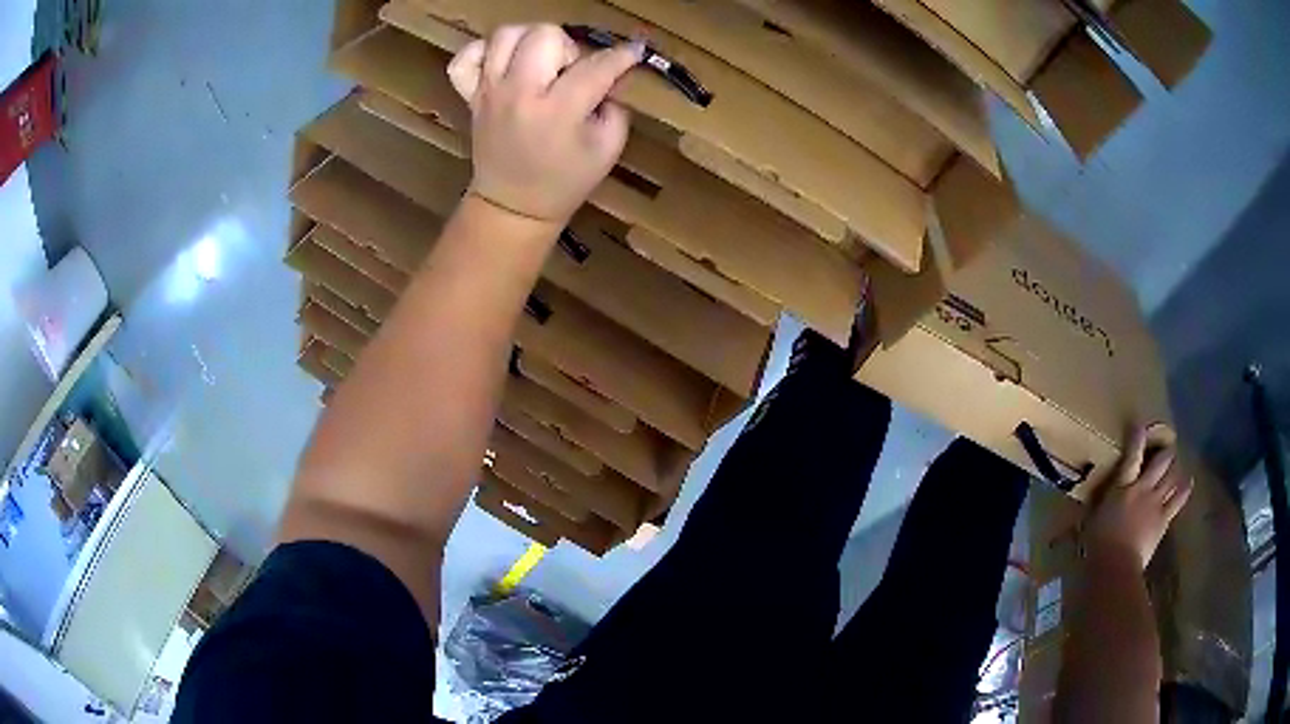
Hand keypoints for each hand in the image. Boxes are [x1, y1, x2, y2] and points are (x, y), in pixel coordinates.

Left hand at [447, 24, 642, 224]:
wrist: (512, 205)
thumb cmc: (565, 180)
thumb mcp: (607, 148)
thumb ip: (616, 105)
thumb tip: (613, 73)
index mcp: (558, 110)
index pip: (595, 66)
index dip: (621, 56)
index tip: (634, 51)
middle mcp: (519, 93)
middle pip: (544, 34)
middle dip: (566, 46)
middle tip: (568, 72)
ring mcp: (489, 92)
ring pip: (505, 35)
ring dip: (529, 41)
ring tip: (538, 63)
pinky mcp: (470, 95)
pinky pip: (465, 58)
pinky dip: (483, 52)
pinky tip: (501, 64)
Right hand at [1083, 425, 1193, 569]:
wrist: (1116, 565)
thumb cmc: (1098, 544)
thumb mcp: (1095, 520)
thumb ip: (1103, 505)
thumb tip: (1100, 501)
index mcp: (1122, 487)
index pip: (1132, 455)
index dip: (1137, 437)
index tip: (1139, 424)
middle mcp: (1143, 488)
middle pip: (1161, 462)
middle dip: (1165, 453)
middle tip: (1166, 449)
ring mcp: (1156, 503)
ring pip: (1172, 476)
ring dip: (1175, 469)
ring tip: (1176, 466)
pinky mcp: (1163, 519)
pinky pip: (1178, 498)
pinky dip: (1184, 489)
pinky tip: (1188, 482)